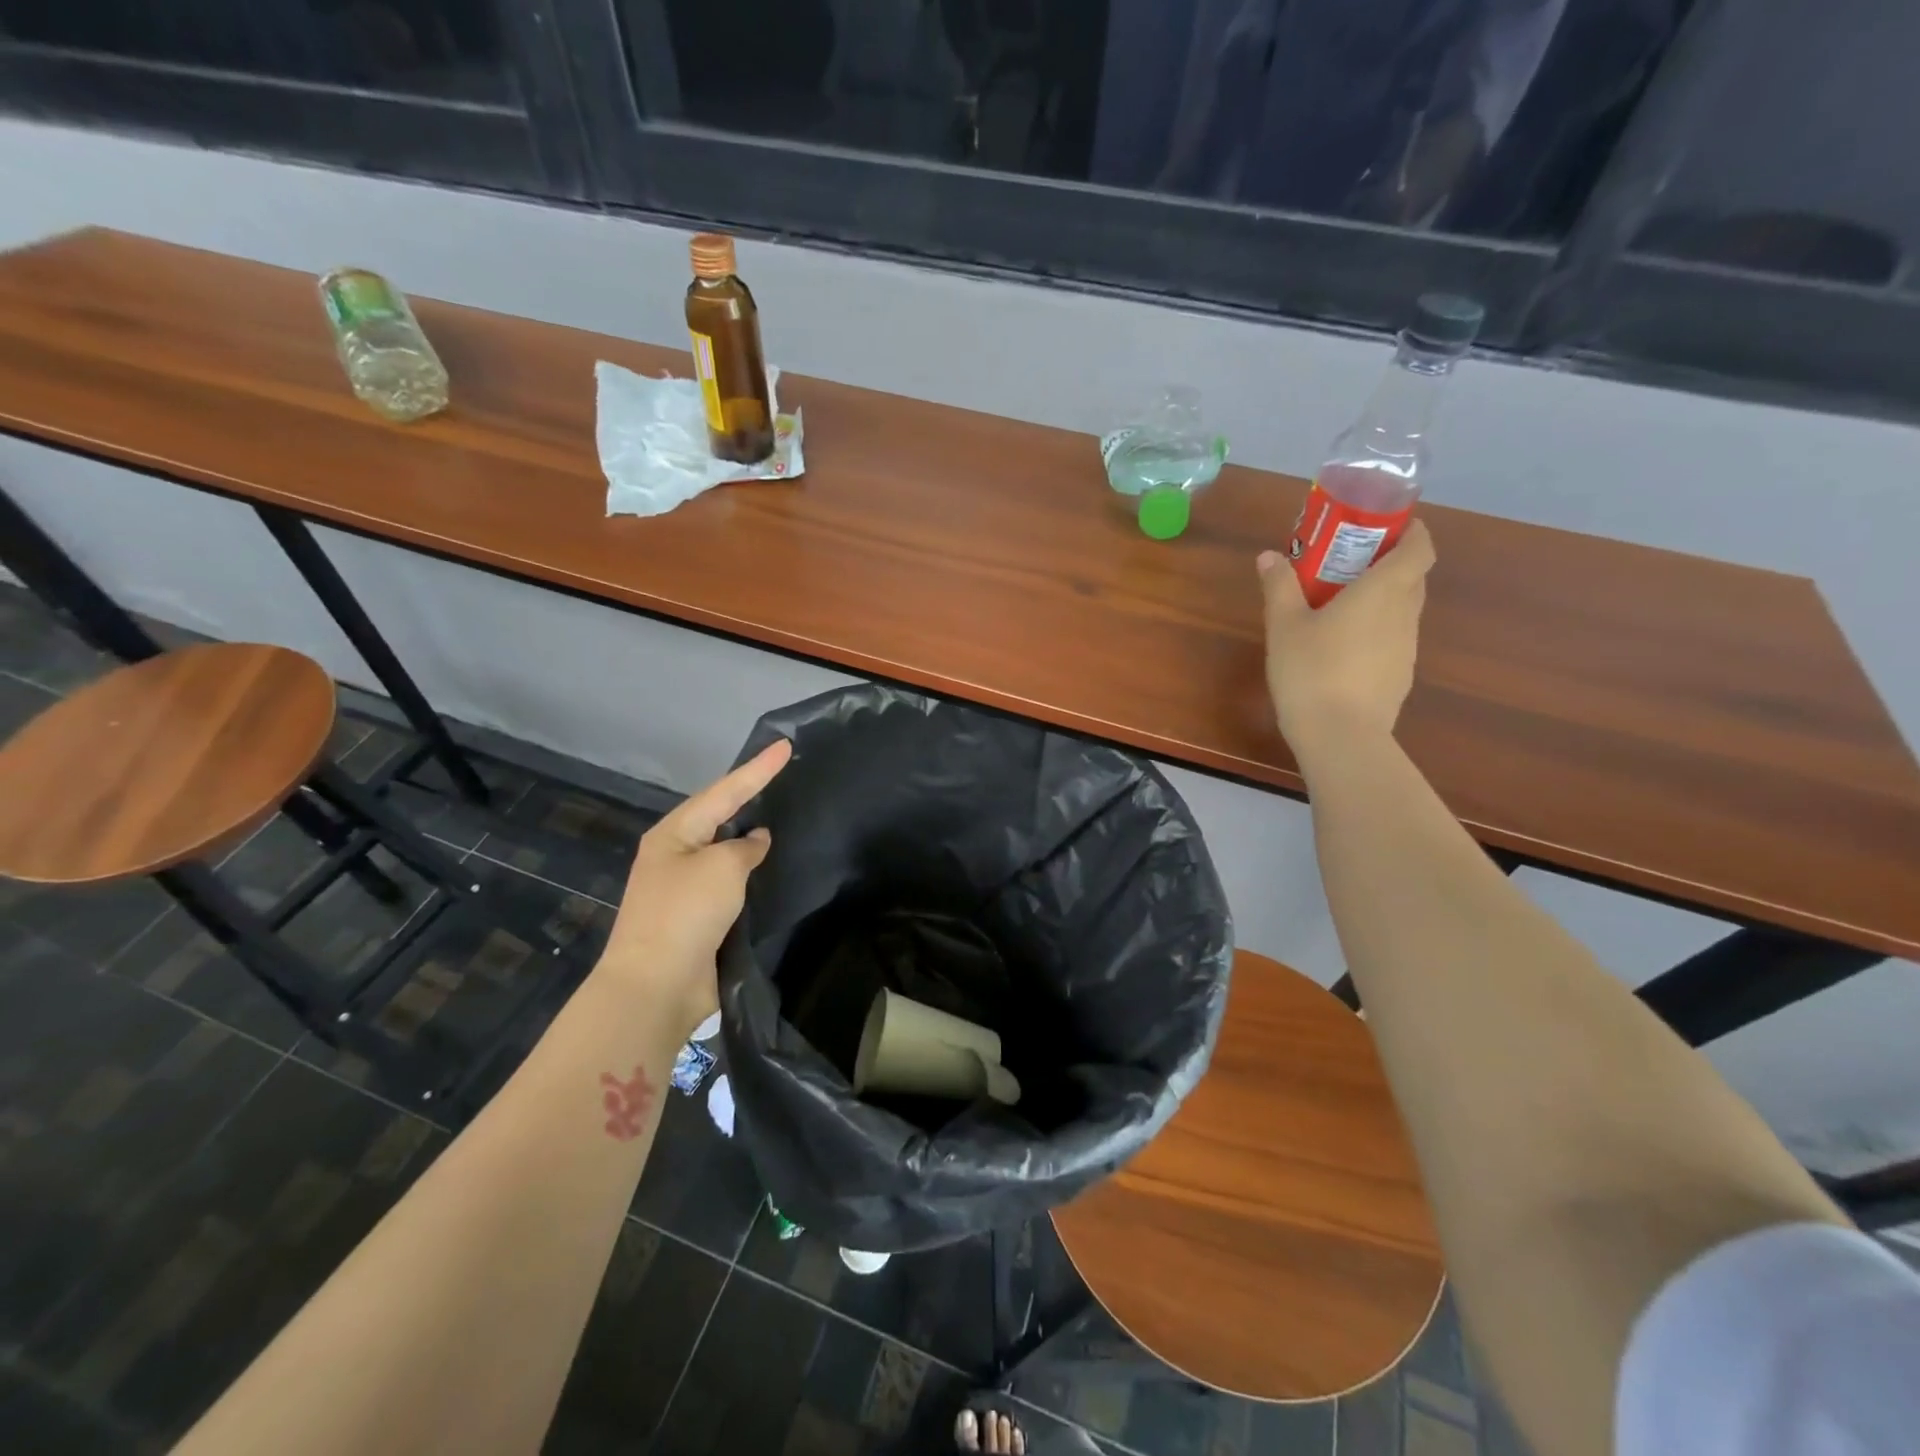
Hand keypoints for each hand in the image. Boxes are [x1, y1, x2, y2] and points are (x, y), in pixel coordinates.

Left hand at [598, 739, 791, 1038]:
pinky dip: (753, 874)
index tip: (786, 746)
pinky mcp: (700, 918)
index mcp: (674, 834)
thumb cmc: (685, 914)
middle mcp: (677, 855)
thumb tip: (755, 841)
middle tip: (785, 777)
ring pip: (727, 852)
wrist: (656, 987)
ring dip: (753, 838)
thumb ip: (745, 847)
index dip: (757, 769)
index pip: (724, 791)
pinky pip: (732, 884)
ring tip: (787, 817)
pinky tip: (776, 869)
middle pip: (721, 816)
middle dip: (750, 797)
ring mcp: (686, 888)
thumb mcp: (722, 868)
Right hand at [1258, 519, 1434, 762]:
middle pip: (1413, 577)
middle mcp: (1405, 614)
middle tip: (1350, 563)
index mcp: (1384, 591)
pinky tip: (1342, 648)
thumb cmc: (1312, 670)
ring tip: (1340, 606)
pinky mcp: (1400, 676)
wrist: (1340, 735)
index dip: (1412, 532)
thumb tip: (1269, 557)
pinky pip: (1392, 640)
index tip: (1388, 527)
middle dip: (1389, 563)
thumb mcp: (1284, 625)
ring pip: (1402, 610)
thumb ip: (1279, 587)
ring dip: (1381, 600)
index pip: (1420, 548)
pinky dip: (1376, 631)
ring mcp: (1407, 648)